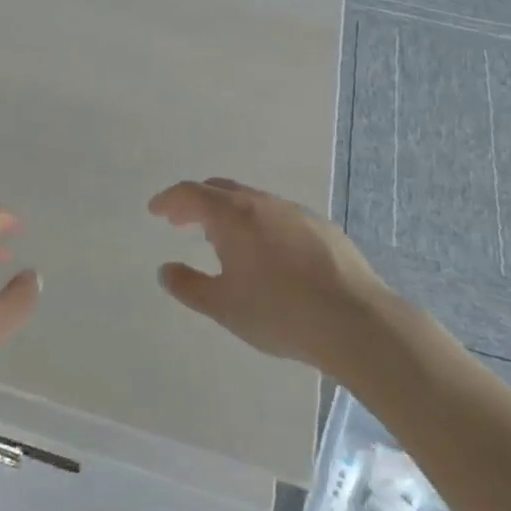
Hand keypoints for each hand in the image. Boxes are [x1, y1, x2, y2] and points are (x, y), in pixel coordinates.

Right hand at [149, 178, 387, 370]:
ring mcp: (295, 212)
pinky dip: (259, 224)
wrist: (355, 321)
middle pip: (220, 190)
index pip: (190, 194)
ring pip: (252, 201)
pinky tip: (267, 253)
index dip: (169, 200)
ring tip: (222, 240)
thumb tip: (166, 270)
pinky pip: (278, 216)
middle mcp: (262, 203)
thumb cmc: (279, 312)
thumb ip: (188, 286)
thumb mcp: (223, 306)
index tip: (155, 210)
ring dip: (229, 213)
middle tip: (181, 221)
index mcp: (233, 215)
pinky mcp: (322, 228)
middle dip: (196, 203)